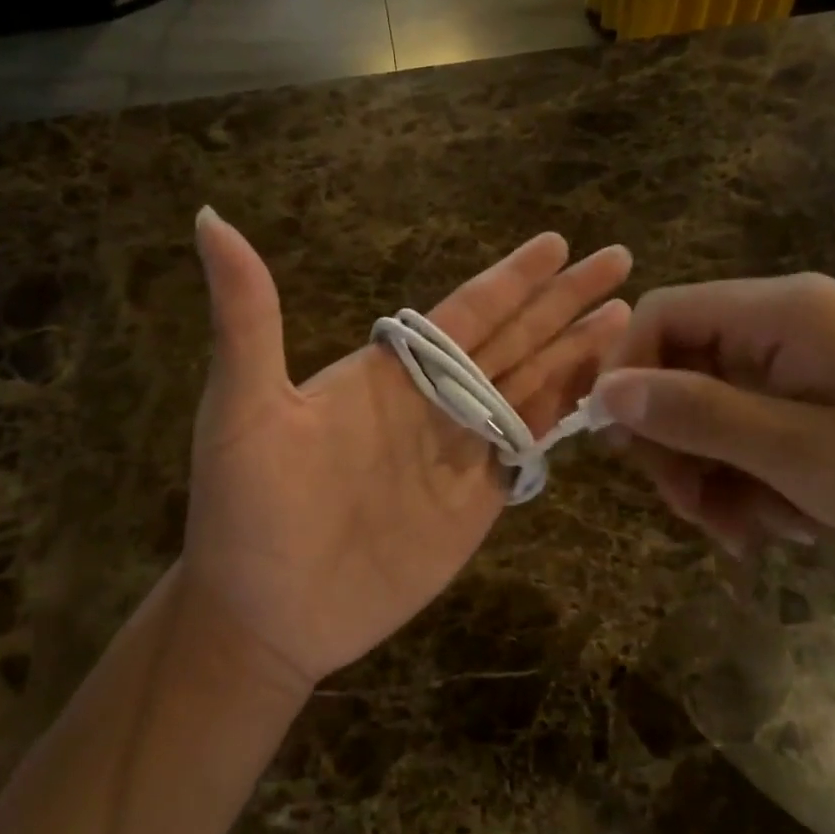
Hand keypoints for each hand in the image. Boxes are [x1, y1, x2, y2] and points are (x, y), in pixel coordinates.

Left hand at [178, 208, 631, 689]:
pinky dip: (565, 416)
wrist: (265, 615)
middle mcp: (433, 401)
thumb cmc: (247, 511)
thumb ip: (247, 316)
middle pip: (514, 339)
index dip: (513, 278)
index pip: (466, 310)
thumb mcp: (242, 407)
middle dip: (565, 301)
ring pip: (532, 387)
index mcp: (389, 371)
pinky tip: (600, 392)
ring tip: (625, 318)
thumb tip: (209, 217)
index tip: (557, 244)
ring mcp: (460, 451)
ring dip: (578, 351)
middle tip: (619, 260)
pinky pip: (528, 447)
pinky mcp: (477, 501)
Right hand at [594, 275, 834, 556]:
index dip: (625, 373)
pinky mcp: (804, 397)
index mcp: (781, 311)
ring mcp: (793, 362)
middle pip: (678, 368)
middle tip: (691, 510)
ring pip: (705, 410)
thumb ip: (697, 414)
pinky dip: (742, 479)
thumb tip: (603, 393)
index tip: (619, 444)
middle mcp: (779, 323)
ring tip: (745, 533)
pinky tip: (775, 522)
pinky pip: (741, 431)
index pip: (663, 315)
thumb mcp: (796, 450)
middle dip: (674, 444)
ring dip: (709, 475)